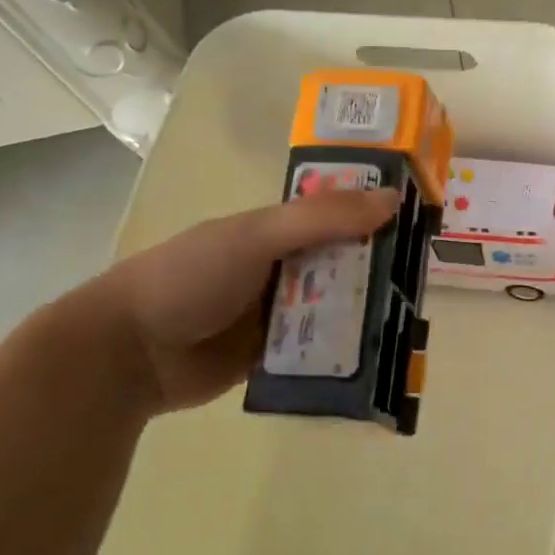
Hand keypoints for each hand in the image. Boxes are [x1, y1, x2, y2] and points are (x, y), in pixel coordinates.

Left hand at [88, 188, 399, 413]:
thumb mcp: (255, 237)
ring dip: (368, 312)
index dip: (377, 212)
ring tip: (413, 318)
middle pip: (347, 262)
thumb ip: (320, 219)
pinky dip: (347, 349)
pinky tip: (382, 355)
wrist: (128, 354)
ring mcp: (282, 312)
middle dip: (381, 267)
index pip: (340, 213)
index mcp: (278, 229)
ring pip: (339, 306)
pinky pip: (323, 347)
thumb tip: (391, 199)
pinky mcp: (279, 354)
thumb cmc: (188, 278)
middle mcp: (285, 266)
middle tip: (426, 276)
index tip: (423, 218)